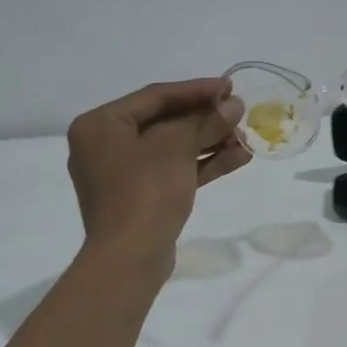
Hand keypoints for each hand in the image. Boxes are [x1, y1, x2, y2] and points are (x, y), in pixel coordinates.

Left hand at [66, 78, 248, 273]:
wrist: (129, 259)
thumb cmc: (145, 192)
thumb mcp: (176, 147)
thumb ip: (205, 121)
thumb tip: (233, 105)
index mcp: (100, 125)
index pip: (156, 96)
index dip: (196, 90)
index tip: (230, 86)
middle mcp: (106, 145)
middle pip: (165, 122)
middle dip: (206, 119)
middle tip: (240, 112)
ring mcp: (123, 174)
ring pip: (173, 148)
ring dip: (211, 142)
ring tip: (246, 137)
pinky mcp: (141, 197)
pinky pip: (174, 171)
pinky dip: (203, 164)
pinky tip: (239, 158)